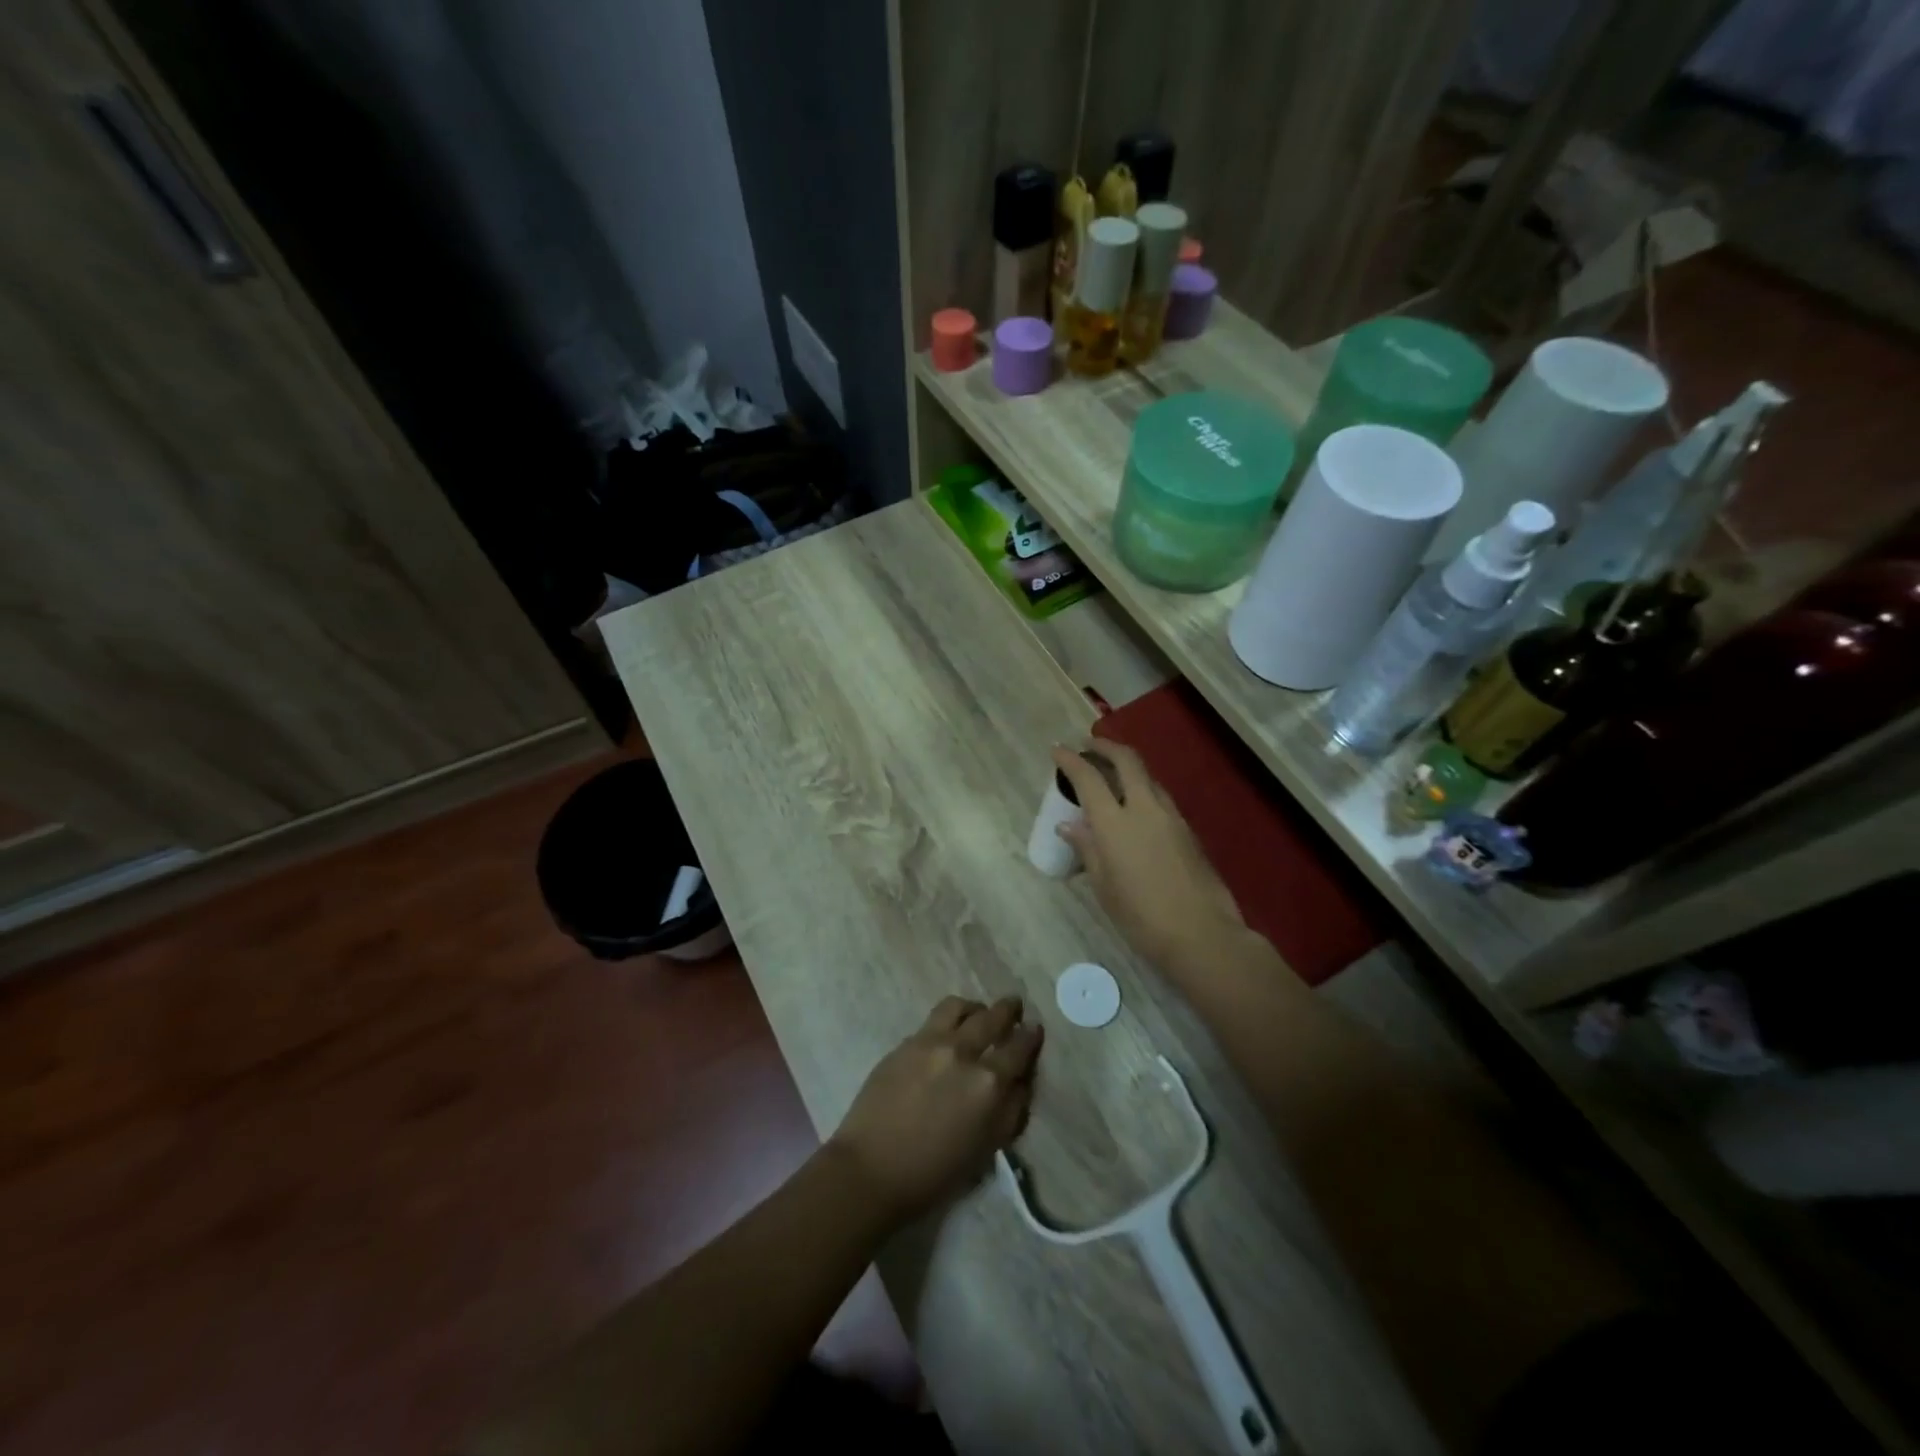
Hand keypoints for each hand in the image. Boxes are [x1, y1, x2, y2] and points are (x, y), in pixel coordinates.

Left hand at [828, 996, 1042, 1222]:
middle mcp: (962, 1052)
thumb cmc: (934, 1174)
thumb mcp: (986, 1149)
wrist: (871, 1170)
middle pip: (992, 1017)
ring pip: (959, 1007)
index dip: (1030, 1036)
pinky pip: (933, 1020)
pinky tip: (947, 1032)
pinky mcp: (905, 1043)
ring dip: (975, 1008)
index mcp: (988, 1083)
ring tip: (977, 1013)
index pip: (1019, 1048)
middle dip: (1008, 1009)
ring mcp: (930, 1042)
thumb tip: (1021, 1082)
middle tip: (1014, 1006)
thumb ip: (1010, 1111)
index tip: (1034, 1029)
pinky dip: (948, 1020)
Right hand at [1052, 740, 1247, 982]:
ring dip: (1128, 767)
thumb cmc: (1142, 917)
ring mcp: (1171, 816)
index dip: (1071, 760)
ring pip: (1148, 777)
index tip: (1058, 749)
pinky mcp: (1188, 830)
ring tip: (1112, 775)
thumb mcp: (1105, 886)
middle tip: (1089, 745)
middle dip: (1106, 747)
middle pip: (1127, 760)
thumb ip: (1087, 849)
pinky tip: (1135, 807)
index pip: (1088, 778)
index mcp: (1115, 823)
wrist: (1202, 934)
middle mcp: (1144, 808)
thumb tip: (1069, 825)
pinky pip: (1160, 798)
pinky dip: (1143, 790)